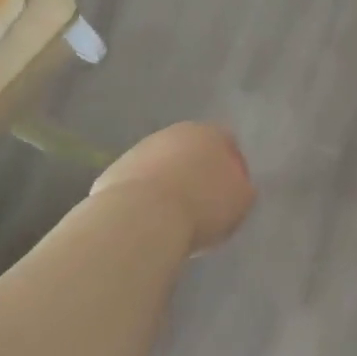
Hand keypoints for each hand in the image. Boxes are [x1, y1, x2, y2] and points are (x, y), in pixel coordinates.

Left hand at [90, 122, 255, 253]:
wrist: (141, 218)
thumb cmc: (201, 206)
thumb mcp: (240, 201)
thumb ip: (242, 188)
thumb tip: (237, 186)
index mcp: (208, 133)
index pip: (226, 141)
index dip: (231, 166)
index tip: (230, 192)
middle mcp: (173, 133)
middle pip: (190, 150)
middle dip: (195, 171)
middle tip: (201, 204)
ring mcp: (139, 151)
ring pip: (161, 165)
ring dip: (167, 184)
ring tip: (171, 218)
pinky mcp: (114, 172)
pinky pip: (137, 185)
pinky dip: (143, 198)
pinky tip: (146, 222)